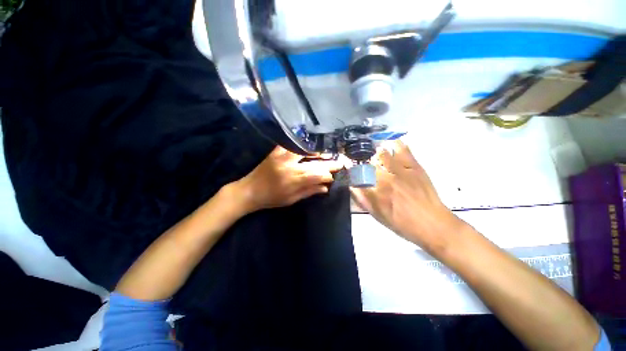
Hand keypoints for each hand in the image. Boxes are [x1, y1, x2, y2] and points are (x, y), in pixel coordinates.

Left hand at [233, 146, 342, 213]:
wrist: (249, 190)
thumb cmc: (270, 199)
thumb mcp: (291, 200)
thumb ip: (309, 191)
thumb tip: (325, 188)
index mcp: (293, 180)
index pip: (317, 174)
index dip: (328, 175)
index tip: (334, 177)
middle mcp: (290, 165)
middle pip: (314, 162)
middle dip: (329, 163)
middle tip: (340, 162)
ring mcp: (282, 156)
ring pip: (306, 151)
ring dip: (318, 152)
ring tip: (328, 154)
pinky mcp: (276, 151)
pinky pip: (292, 145)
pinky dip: (302, 145)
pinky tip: (310, 146)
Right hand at [350, 140, 465, 253]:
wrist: (432, 224)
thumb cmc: (403, 223)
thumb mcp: (378, 216)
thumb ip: (363, 200)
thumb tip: (352, 186)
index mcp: (376, 192)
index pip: (359, 176)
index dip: (353, 170)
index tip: (351, 168)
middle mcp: (386, 179)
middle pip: (369, 164)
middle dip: (364, 163)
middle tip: (366, 165)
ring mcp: (401, 171)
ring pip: (383, 155)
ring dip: (377, 153)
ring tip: (376, 151)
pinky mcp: (415, 167)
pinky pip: (404, 152)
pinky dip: (397, 145)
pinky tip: (393, 142)